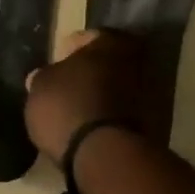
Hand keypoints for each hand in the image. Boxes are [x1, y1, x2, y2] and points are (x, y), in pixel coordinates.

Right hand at [24, 30, 161, 168]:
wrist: (105, 156)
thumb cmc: (67, 108)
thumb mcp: (40, 88)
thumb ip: (44, 76)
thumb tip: (44, 75)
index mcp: (110, 43)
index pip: (89, 37)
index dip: (71, 48)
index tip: (59, 60)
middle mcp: (137, 62)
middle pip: (109, 62)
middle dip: (92, 71)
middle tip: (70, 84)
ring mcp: (150, 94)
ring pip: (119, 87)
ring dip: (103, 95)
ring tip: (79, 109)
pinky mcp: (154, 126)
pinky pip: (125, 113)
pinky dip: (111, 116)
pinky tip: (92, 127)